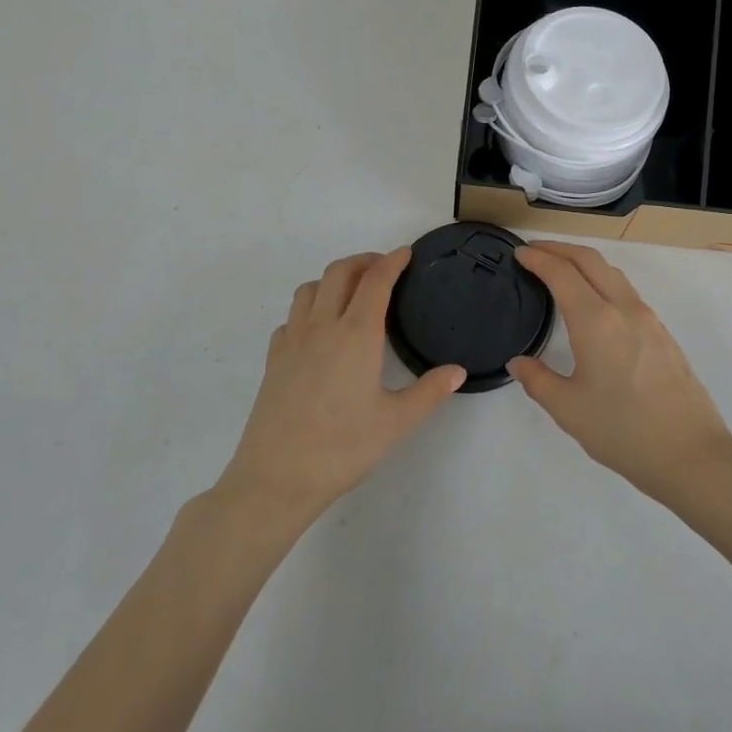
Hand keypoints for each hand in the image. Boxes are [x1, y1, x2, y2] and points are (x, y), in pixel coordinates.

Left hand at [217, 249, 466, 523]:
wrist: (276, 478)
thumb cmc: (343, 448)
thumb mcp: (396, 422)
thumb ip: (429, 392)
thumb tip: (457, 371)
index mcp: (357, 334)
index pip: (376, 281)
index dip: (392, 261)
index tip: (405, 253)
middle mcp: (322, 326)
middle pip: (339, 272)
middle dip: (363, 261)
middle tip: (383, 268)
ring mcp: (293, 341)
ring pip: (310, 289)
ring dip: (333, 279)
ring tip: (351, 293)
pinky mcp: (274, 360)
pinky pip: (291, 318)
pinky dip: (308, 310)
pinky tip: (318, 332)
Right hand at [509, 242, 731, 504]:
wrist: (691, 454)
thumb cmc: (623, 432)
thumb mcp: (569, 410)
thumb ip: (538, 380)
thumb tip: (518, 362)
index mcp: (596, 321)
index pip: (562, 273)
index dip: (538, 258)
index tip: (519, 253)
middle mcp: (623, 308)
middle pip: (590, 260)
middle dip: (560, 248)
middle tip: (534, 252)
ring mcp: (648, 318)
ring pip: (612, 272)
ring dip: (583, 262)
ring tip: (561, 270)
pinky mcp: (662, 332)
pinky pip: (626, 290)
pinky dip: (602, 279)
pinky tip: (594, 301)